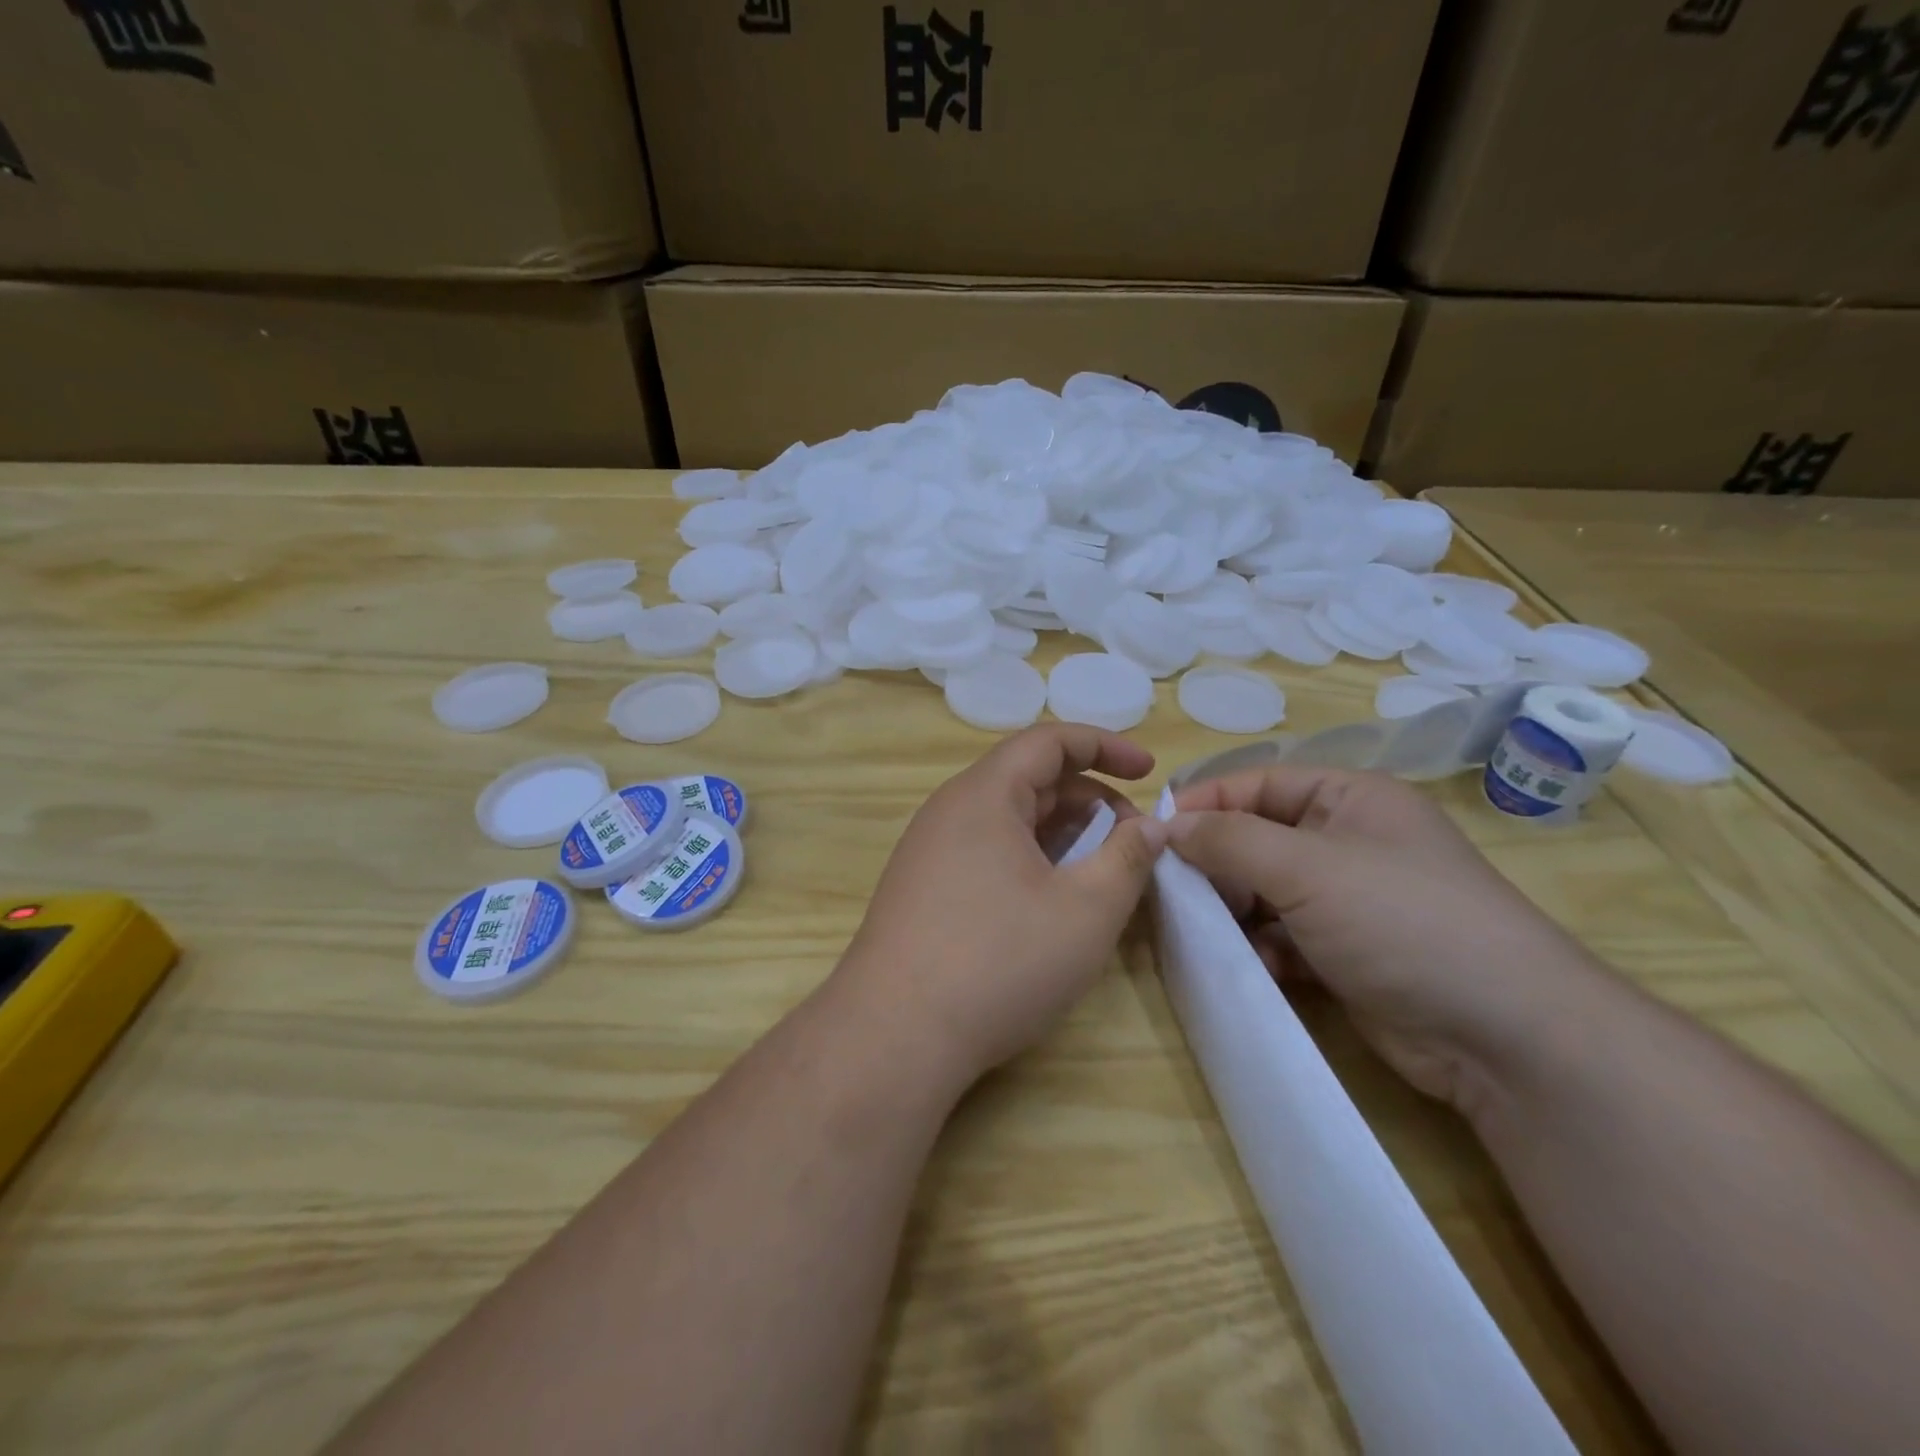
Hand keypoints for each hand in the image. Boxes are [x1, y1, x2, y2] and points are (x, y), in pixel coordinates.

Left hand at [836, 725, 1169, 1090]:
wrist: (894, 1034)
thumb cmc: (999, 961)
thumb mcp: (1086, 910)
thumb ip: (1128, 858)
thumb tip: (1150, 827)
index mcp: (984, 795)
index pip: (1048, 742)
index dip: (1104, 747)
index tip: (1149, 772)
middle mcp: (949, 811)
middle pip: (1028, 780)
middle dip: (1090, 800)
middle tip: (1134, 841)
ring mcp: (929, 851)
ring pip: (1008, 821)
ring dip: (1061, 834)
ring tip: (1101, 872)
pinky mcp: (922, 889)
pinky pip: (986, 852)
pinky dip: (1029, 860)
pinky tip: (1051, 901)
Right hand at [1170, 767, 1606, 1110]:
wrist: (1504, 1036)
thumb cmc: (1402, 920)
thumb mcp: (1307, 867)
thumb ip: (1229, 839)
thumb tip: (1166, 826)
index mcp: (1349, 798)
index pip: (1257, 783)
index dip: (1206, 803)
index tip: (1153, 832)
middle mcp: (1346, 841)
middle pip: (1256, 837)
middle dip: (1214, 862)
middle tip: (1171, 888)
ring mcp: (1347, 900)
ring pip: (1263, 890)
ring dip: (1232, 909)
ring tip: (1202, 930)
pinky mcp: (1345, 953)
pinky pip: (1281, 936)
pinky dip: (1259, 947)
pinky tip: (1249, 965)